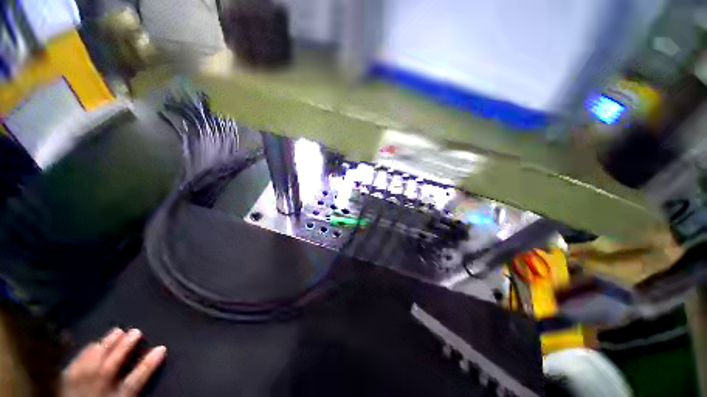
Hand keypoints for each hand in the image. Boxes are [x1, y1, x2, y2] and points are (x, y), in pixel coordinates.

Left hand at [61, 328, 165, 396]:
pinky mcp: (65, 381)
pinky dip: (83, 353)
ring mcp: (79, 384)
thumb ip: (131, 388)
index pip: (135, 380)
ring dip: (105, 345)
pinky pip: (74, 364)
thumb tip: (148, 367)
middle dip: (124, 348)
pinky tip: (91, 344)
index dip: (148, 364)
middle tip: (136, 330)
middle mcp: (97, 388)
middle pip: (111, 366)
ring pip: (92, 363)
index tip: (162, 348)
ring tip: (116, 331)